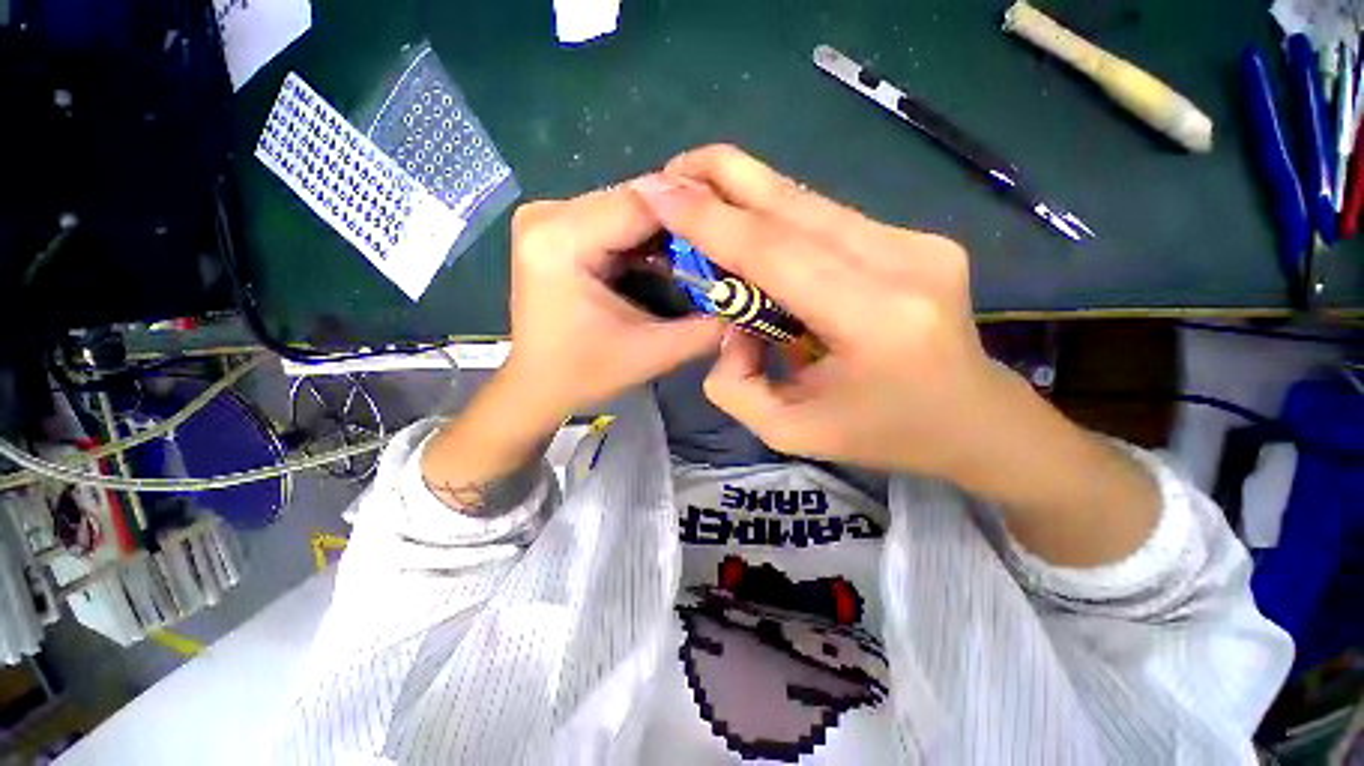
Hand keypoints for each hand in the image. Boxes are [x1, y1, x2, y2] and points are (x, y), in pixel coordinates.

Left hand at [502, 184, 723, 421]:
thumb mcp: (653, 352)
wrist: (539, 386)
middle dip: (680, 223)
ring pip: (626, 206)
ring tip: (700, 254)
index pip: (641, 203)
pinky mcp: (554, 229)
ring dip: (665, 230)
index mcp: (560, 240)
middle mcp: (546, 215)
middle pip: (633, 199)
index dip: (693, 214)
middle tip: (720, 244)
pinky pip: (612, 219)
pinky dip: (644, 237)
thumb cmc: (587, 374)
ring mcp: (546, 218)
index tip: (733, 230)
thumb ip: (706, 327)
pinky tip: (669, 258)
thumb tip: (750, 298)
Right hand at [629, 145, 1001, 478]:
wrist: (973, 419)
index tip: (659, 193)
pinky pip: (830, 220)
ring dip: (750, 193)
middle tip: (671, 168)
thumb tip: (725, 323)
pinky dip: (783, 217)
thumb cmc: (880, 435)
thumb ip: (736, 384)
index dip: (711, 220)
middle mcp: (903, 264)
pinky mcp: (918, 239)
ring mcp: (918, 242)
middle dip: (725, 178)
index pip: (774, 253)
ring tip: (703, 188)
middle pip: (794, 207)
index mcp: (873, 320)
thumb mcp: (789, 431)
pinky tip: (755, 224)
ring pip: (811, 205)